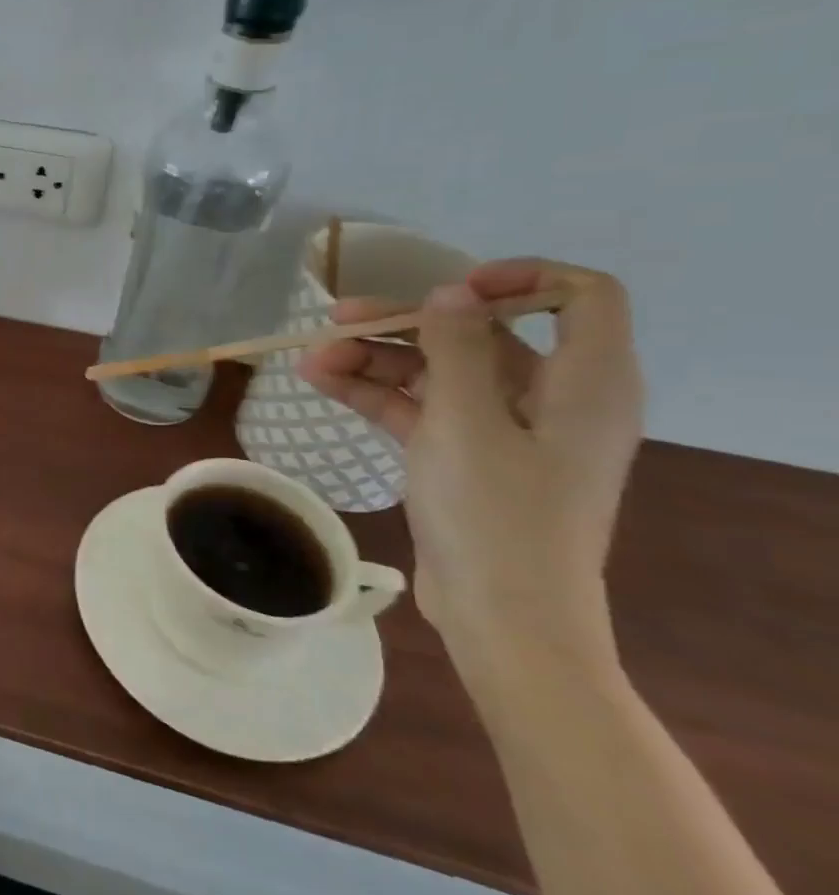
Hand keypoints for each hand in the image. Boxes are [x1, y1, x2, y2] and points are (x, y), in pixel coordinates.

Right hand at [298, 259, 643, 661]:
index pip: (580, 298)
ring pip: (439, 371)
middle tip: (338, 319)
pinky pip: (422, 408)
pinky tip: (323, 384)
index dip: (519, 277)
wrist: (504, 618)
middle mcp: (551, 398)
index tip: (451, 289)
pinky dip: (377, 393)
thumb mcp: (467, 422)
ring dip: (376, 360)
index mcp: (584, 383)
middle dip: (405, 323)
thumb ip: (457, 348)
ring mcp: (506, 430)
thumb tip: (451, 292)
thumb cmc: (497, 515)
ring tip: (311, 360)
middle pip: (481, 334)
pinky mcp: (468, 457)